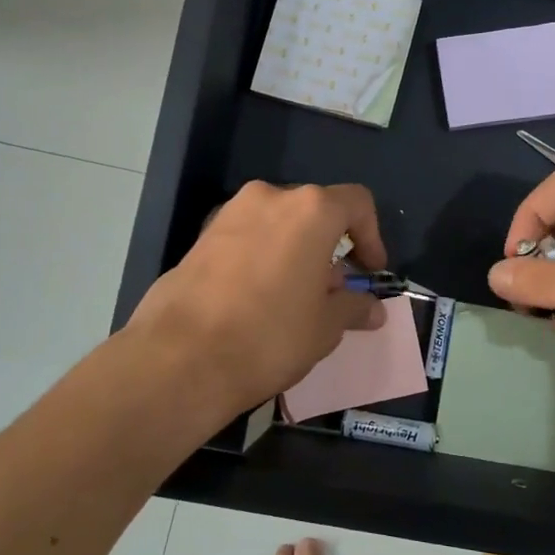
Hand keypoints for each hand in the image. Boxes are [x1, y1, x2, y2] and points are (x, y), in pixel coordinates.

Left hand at [126, 181, 387, 422]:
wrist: (180, 357)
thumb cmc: (270, 335)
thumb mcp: (325, 327)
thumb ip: (353, 307)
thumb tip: (373, 309)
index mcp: (311, 210)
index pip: (357, 203)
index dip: (372, 236)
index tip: (371, 271)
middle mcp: (270, 197)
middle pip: (315, 212)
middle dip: (330, 247)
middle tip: (333, 291)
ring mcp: (230, 214)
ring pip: (279, 224)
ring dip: (296, 252)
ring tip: (295, 298)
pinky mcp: (201, 236)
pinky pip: (247, 238)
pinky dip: (263, 257)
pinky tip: (258, 299)